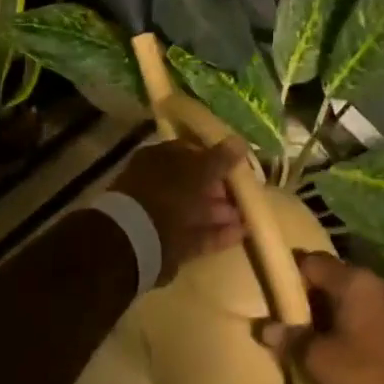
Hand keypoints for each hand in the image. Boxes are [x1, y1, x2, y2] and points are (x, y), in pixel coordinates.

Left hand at [109, 137, 249, 282]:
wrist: (138, 238)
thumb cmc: (168, 192)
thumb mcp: (199, 170)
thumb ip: (220, 158)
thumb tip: (240, 141)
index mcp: (158, 159)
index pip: (189, 153)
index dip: (214, 158)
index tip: (236, 166)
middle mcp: (157, 183)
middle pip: (192, 183)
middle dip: (218, 189)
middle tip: (242, 195)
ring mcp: (160, 214)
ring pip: (194, 210)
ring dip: (220, 213)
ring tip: (245, 216)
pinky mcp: (167, 242)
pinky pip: (195, 234)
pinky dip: (216, 234)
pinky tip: (240, 234)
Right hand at [260, 254, 383, 383]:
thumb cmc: (371, 377)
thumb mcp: (320, 363)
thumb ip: (291, 341)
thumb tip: (265, 327)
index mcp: (354, 281)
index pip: (312, 261)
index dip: (289, 272)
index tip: (272, 291)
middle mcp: (377, 282)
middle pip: (334, 277)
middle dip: (311, 295)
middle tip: (290, 317)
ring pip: (354, 297)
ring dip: (334, 312)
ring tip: (315, 335)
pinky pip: (372, 315)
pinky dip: (355, 324)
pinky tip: (346, 348)